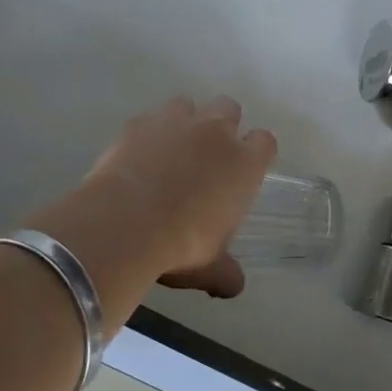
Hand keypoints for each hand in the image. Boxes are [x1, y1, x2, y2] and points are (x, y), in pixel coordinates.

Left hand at [28, 96, 276, 312]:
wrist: (125, 224)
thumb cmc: (182, 244)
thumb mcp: (210, 267)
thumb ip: (226, 273)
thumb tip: (234, 286)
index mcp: (244, 163)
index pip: (265, 141)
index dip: (256, 152)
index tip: (245, 170)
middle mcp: (215, 132)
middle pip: (229, 108)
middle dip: (222, 125)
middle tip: (207, 156)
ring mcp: (176, 122)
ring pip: (188, 104)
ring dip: (185, 121)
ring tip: (171, 150)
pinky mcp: (139, 123)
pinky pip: (150, 118)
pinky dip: (148, 132)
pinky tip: (138, 156)